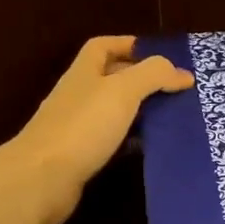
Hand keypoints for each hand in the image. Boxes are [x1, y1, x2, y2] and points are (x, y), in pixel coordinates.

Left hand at [10, 36, 191, 223]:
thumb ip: (153, 75)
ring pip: (114, 111)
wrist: (41, 179)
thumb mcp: (122, 91)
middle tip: (177, 90)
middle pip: (111, 79)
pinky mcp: (81, 156)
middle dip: (142, 81)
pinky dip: (132, 141)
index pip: (103, 46)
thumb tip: (183, 73)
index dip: (129, 45)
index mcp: (84, 73)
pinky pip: (112, 141)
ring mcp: (77, 127)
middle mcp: (78, 96)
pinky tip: (151, 148)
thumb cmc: (82, 126)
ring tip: (173, 117)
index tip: (160, 56)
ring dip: (140, 112)